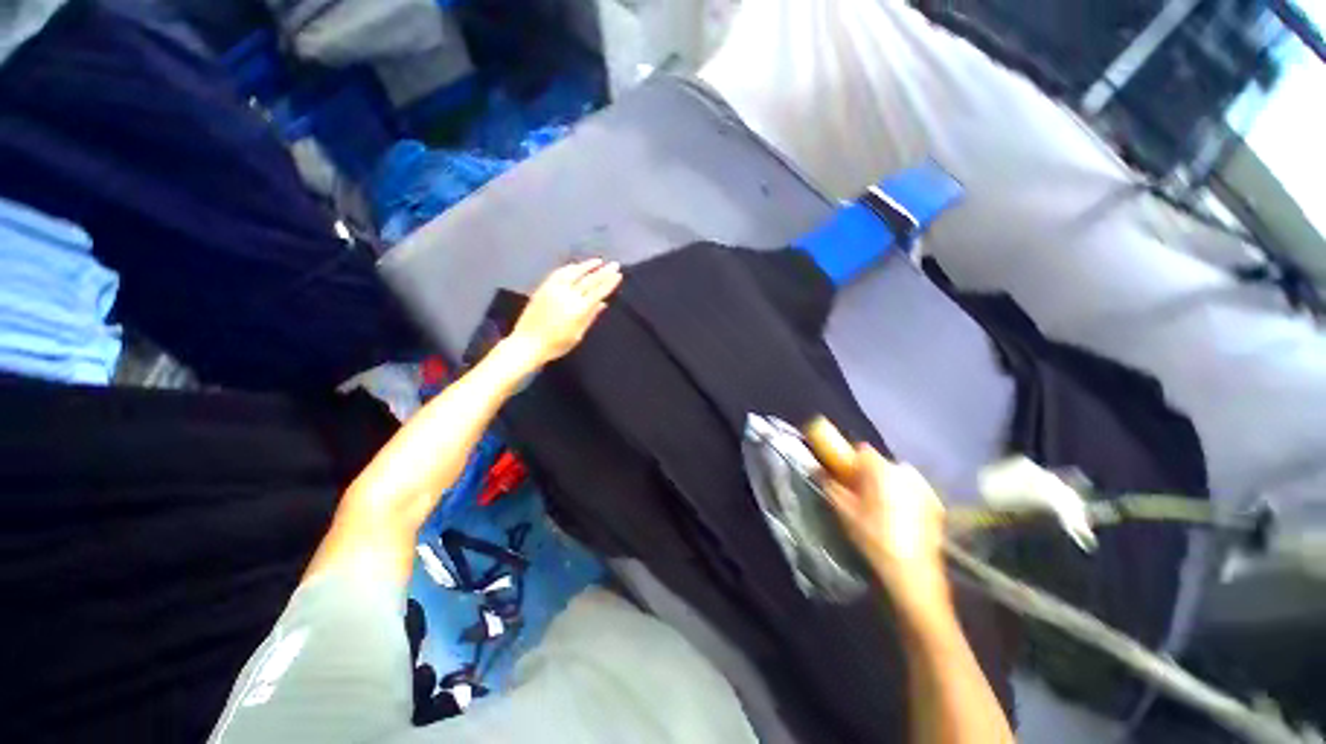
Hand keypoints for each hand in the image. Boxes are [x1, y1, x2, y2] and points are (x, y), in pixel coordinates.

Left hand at [509, 259, 622, 366]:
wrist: (527, 343)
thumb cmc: (556, 344)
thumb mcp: (578, 334)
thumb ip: (590, 317)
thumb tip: (603, 303)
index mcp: (579, 309)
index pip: (598, 292)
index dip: (609, 282)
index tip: (618, 274)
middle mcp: (568, 295)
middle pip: (589, 280)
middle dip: (603, 271)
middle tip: (614, 264)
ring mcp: (554, 289)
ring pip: (574, 273)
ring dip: (587, 266)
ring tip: (598, 261)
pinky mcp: (543, 288)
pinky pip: (559, 274)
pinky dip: (569, 268)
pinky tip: (575, 266)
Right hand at [825, 446, 949, 608]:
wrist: (914, 574)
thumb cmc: (873, 537)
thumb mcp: (844, 511)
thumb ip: (829, 485)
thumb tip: (817, 469)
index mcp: (882, 470)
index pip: (862, 451)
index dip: (850, 461)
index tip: (843, 475)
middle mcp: (905, 472)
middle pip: (880, 465)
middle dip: (868, 475)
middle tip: (858, 496)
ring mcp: (925, 488)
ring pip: (897, 478)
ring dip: (886, 486)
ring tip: (878, 509)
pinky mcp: (936, 505)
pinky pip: (912, 492)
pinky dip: (903, 498)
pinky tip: (897, 520)